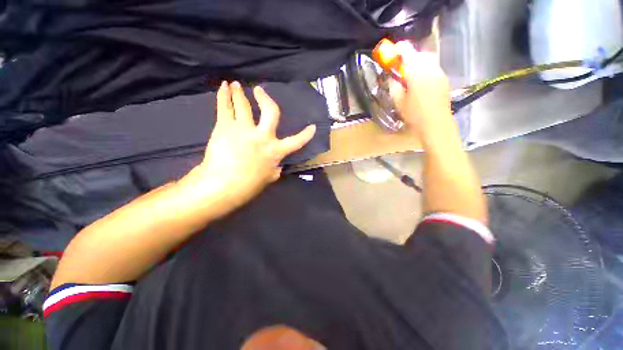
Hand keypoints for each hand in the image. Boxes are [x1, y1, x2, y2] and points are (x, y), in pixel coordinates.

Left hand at [179, 81, 315, 209]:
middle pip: (270, 111)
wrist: (222, 186)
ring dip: (239, 93)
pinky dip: (223, 96)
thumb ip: (274, 170)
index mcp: (275, 151)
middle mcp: (262, 136)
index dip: (306, 135)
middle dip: (266, 99)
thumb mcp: (267, 179)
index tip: (312, 127)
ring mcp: (244, 129)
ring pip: (243, 105)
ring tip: (235, 84)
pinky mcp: (225, 127)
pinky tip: (223, 87)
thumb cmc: (247, 186)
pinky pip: (224, 107)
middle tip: (259, 90)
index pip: (295, 142)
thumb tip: (278, 167)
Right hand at [389, 41, 451, 131]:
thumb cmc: (414, 114)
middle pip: (419, 53)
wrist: (436, 123)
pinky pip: (433, 68)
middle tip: (401, 67)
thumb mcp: (398, 102)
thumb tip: (393, 78)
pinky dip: (425, 69)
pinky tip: (420, 82)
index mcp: (416, 72)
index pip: (407, 51)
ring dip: (418, 63)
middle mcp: (430, 67)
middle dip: (409, 57)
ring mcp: (439, 72)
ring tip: (410, 75)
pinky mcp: (444, 79)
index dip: (398, 49)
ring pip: (428, 60)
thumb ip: (394, 87)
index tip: (392, 53)